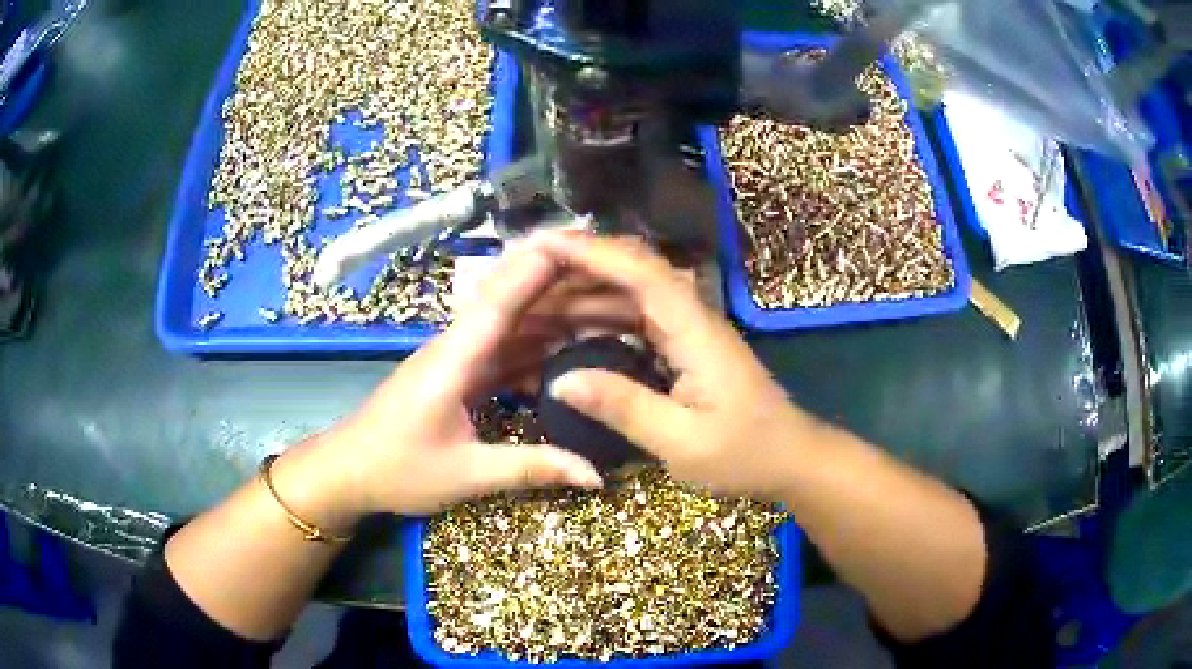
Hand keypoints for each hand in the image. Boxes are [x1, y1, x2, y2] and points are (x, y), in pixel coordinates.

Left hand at [315, 242, 615, 517]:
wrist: (348, 473)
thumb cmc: (397, 469)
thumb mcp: (467, 475)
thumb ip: (532, 468)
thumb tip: (597, 476)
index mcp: (455, 358)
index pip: (502, 300)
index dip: (539, 268)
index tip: (580, 241)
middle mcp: (458, 346)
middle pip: (516, 306)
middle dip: (563, 288)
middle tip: (618, 280)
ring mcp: (457, 360)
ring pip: (513, 328)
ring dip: (556, 318)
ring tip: (606, 312)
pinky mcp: (458, 376)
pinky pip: (505, 353)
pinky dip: (538, 351)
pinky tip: (569, 357)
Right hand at [540, 233, 824, 499]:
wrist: (791, 460)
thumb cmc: (746, 454)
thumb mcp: (682, 442)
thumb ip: (623, 408)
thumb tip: (560, 380)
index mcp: (694, 330)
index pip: (640, 272)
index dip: (591, 252)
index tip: (542, 243)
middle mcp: (690, 318)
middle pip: (630, 274)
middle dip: (576, 270)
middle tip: (523, 277)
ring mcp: (688, 332)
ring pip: (629, 296)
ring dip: (583, 296)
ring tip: (534, 305)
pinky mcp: (684, 348)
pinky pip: (635, 321)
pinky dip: (599, 321)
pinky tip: (569, 333)